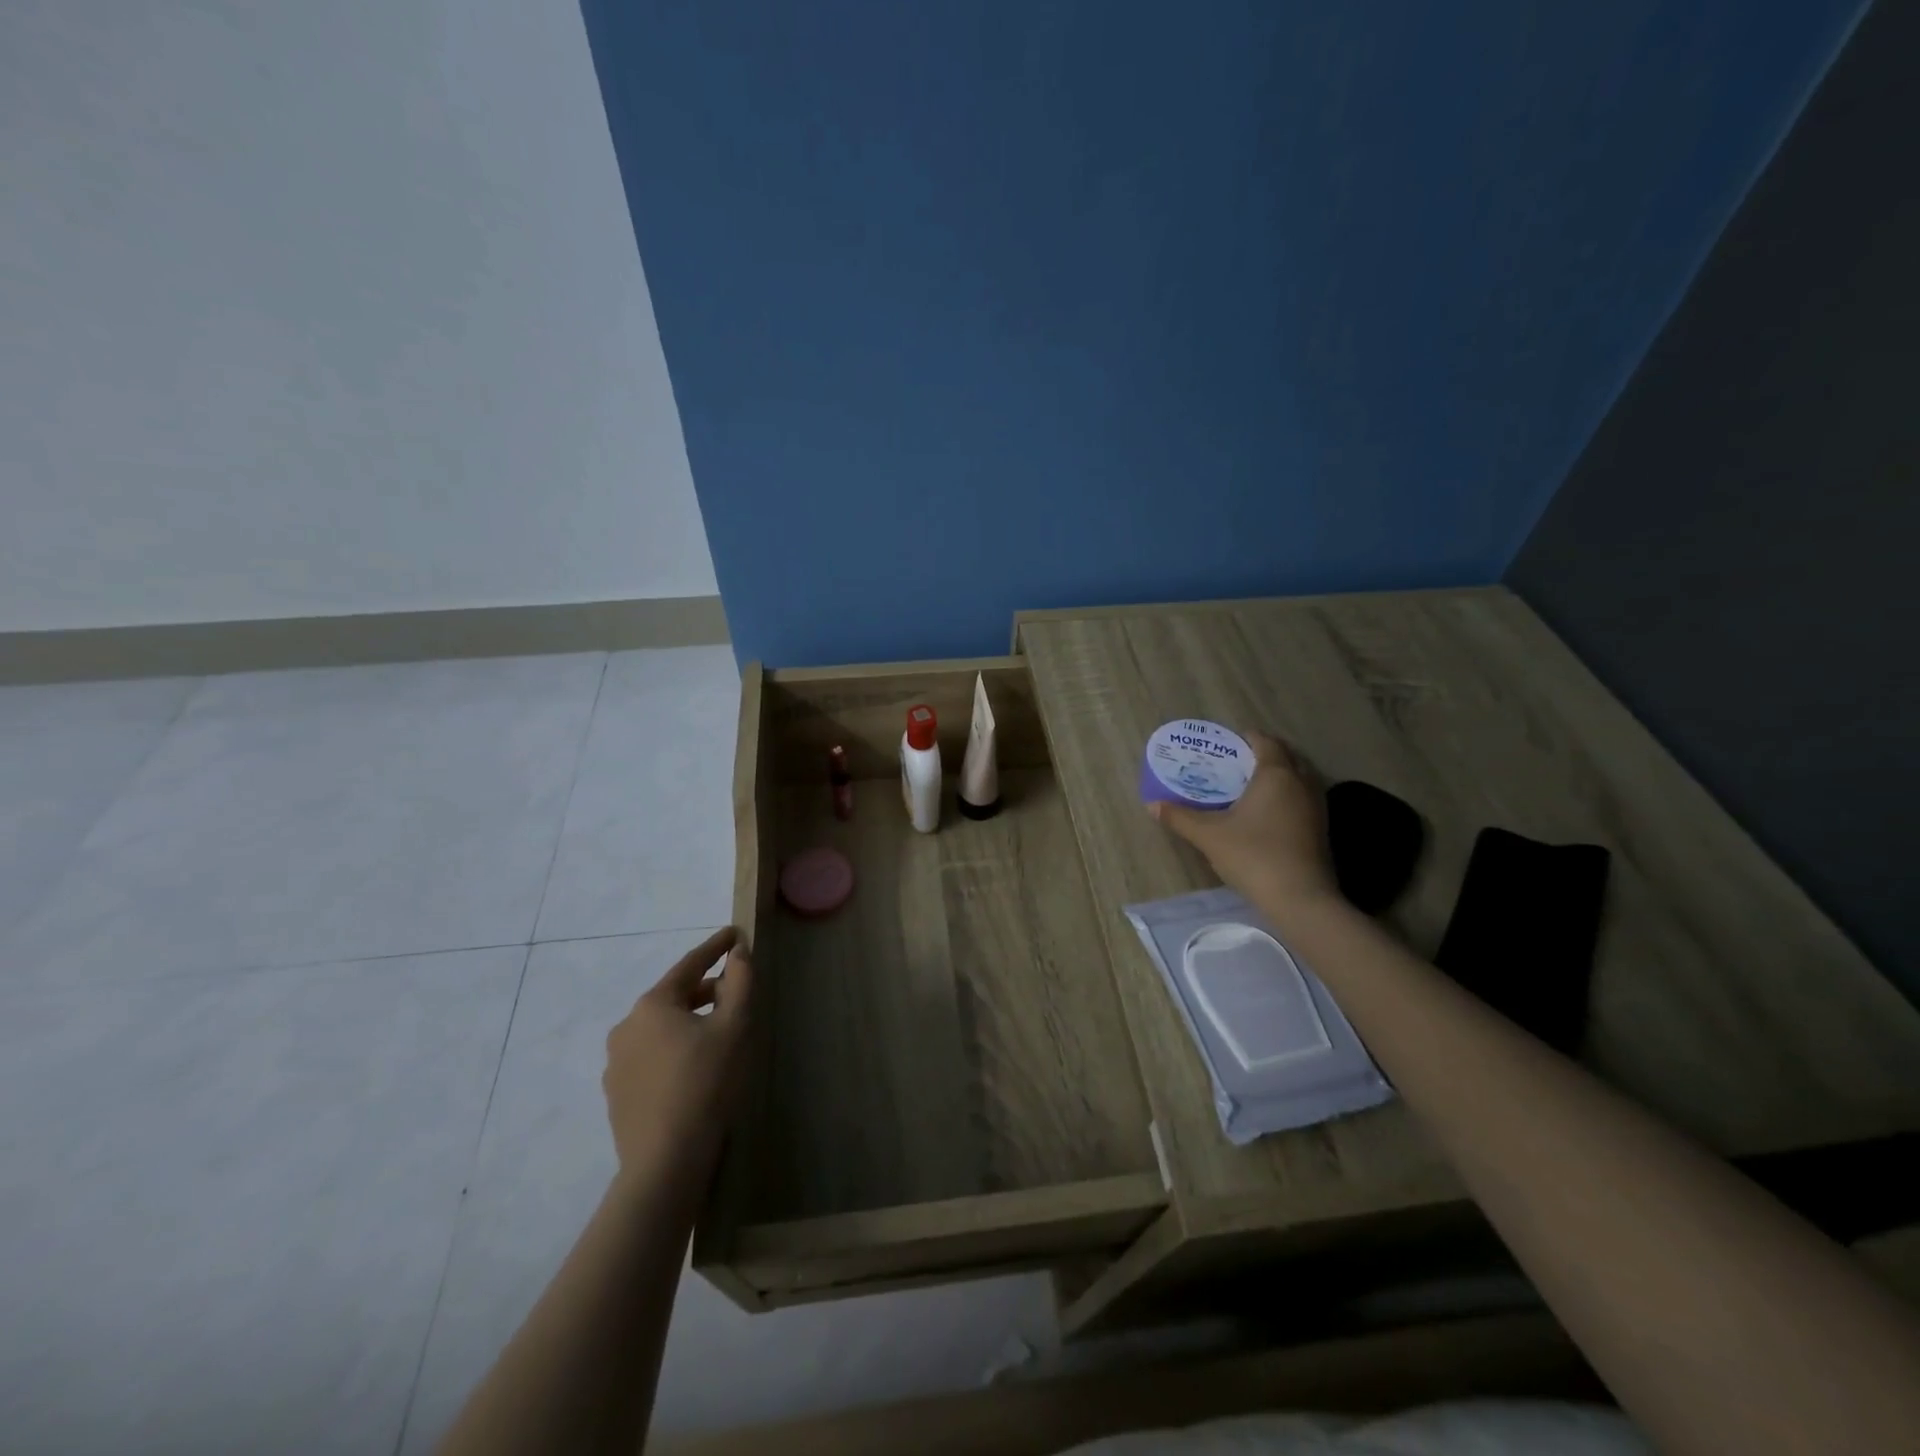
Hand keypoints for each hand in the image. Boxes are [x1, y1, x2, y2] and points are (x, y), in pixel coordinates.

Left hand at [603, 927, 754, 1180]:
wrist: (665, 1162)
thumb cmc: (706, 1084)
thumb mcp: (734, 1026)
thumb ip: (739, 981)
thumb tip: (738, 952)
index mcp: (653, 1005)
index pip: (690, 964)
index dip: (716, 947)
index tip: (735, 934)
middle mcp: (626, 1027)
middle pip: (674, 996)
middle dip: (705, 989)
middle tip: (735, 991)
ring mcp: (617, 1063)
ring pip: (661, 1029)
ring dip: (689, 1022)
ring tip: (717, 1034)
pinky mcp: (617, 1094)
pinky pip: (651, 1057)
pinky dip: (674, 1050)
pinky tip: (694, 1070)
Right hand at [1149, 733, 1339, 913]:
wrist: (1299, 898)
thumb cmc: (1252, 855)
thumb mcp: (1208, 835)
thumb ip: (1180, 817)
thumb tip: (1152, 805)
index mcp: (1275, 774)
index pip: (1265, 742)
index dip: (1246, 738)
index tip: (1227, 743)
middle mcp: (1301, 783)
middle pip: (1286, 756)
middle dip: (1263, 755)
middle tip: (1235, 764)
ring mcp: (1316, 806)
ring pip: (1298, 778)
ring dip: (1278, 776)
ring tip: (1248, 787)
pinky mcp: (1321, 828)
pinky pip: (1302, 798)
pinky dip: (1286, 796)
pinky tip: (1265, 814)